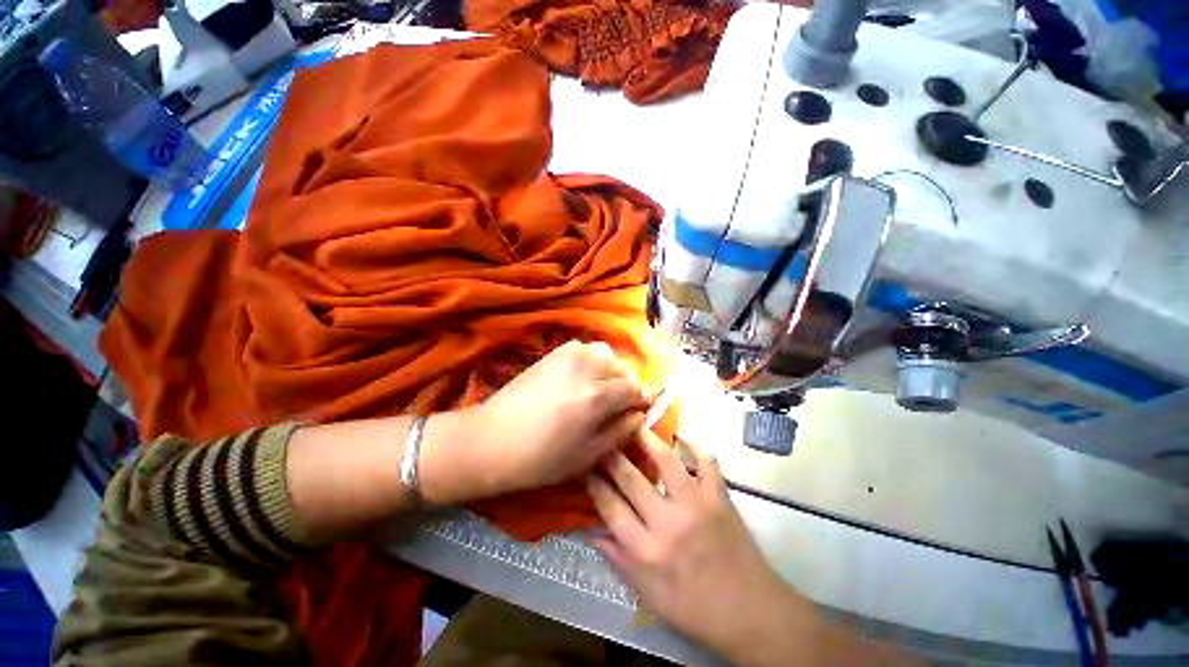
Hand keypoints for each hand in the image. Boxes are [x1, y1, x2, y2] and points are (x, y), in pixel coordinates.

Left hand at [421, 341, 648, 503]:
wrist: (492, 439)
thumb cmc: (541, 457)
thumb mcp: (588, 454)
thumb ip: (621, 431)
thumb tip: (640, 414)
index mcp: (597, 396)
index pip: (635, 388)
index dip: (639, 402)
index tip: (634, 413)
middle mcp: (587, 367)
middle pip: (623, 368)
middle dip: (626, 386)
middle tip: (616, 405)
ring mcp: (568, 355)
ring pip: (606, 353)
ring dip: (611, 370)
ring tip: (600, 388)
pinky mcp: (554, 352)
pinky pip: (585, 348)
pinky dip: (592, 359)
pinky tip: (582, 376)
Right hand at [587, 430, 797, 658]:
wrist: (752, 612)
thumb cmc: (696, 610)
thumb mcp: (650, 596)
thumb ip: (619, 562)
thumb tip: (592, 533)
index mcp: (648, 551)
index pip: (611, 508)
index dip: (595, 484)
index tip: (585, 466)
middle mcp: (668, 522)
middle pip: (631, 479)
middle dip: (611, 456)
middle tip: (603, 439)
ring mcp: (697, 504)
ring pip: (666, 461)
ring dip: (647, 440)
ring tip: (635, 424)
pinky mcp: (720, 497)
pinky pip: (706, 462)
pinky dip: (695, 445)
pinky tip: (682, 435)